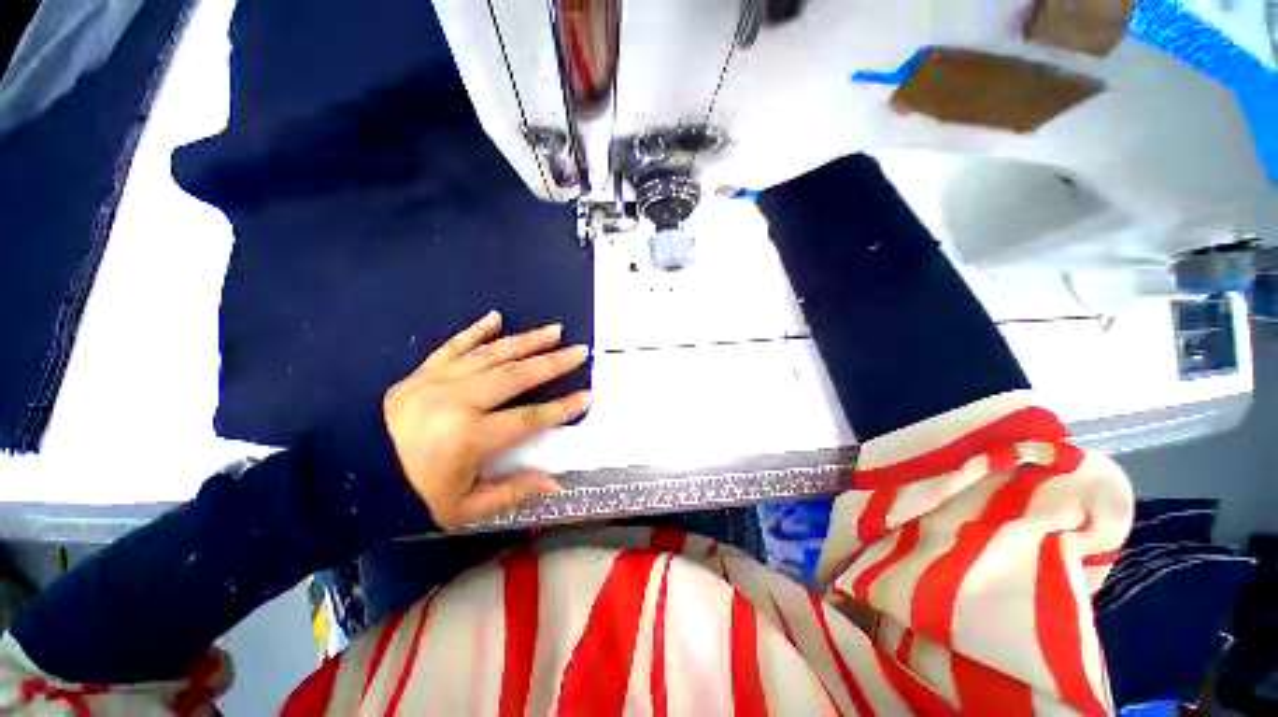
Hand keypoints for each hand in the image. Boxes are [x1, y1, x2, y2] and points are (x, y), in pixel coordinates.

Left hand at [383, 311, 590, 528]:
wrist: (349, 478)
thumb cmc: (411, 497)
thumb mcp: (464, 508)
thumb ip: (512, 492)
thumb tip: (556, 481)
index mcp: (468, 438)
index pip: (529, 418)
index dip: (563, 408)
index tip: (589, 395)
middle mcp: (456, 402)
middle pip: (516, 376)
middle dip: (553, 362)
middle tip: (579, 351)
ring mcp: (436, 382)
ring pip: (491, 354)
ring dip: (526, 340)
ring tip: (554, 330)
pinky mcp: (420, 373)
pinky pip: (452, 346)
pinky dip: (476, 331)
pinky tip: (496, 317)